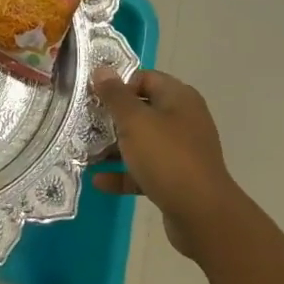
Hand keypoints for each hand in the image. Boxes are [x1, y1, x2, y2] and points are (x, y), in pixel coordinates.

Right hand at [91, 67, 245, 258]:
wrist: (201, 213)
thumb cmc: (167, 158)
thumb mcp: (135, 122)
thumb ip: (115, 96)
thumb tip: (101, 70)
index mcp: (179, 98)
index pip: (145, 78)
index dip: (119, 85)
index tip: (93, 98)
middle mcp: (183, 120)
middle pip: (141, 111)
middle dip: (111, 119)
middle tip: (83, 126)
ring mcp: (181, 151)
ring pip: (141, 142)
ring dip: (114, 148)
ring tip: (84, 154)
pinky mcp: (176, 178)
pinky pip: (145, 170)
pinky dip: (123, 173)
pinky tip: (99, 181)